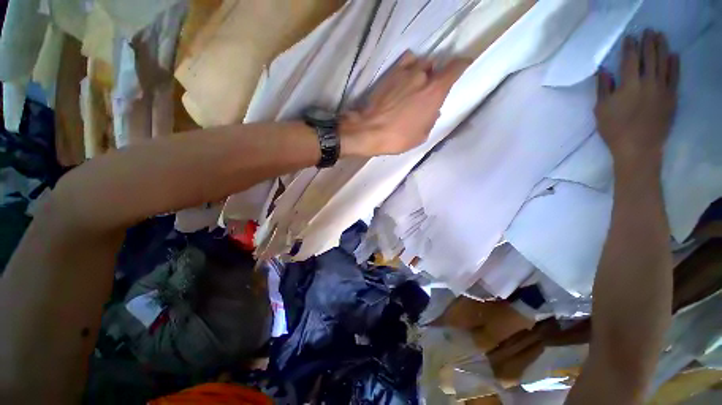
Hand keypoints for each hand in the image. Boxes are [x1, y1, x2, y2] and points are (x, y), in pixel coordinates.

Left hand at [340, 52, 469, 156]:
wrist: (370, 130)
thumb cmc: (398, 137)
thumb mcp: (422, 135)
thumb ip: (431, 118)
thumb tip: (434, 110)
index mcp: (435, 92)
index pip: (456, 68)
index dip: (463, 64)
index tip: (465, 65)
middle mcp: (423, 76)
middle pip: (436, 67)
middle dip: (435, 77)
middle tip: (429, 91)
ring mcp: (406, 72)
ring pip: (421, 63)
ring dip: (422, 72)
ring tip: (415, 85)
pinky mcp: (391, 73)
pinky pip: (407, 61)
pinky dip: (410, 66)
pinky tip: (405, 77)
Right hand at [595, 30, 679, 169]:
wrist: (638, 148)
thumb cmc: (615, 129)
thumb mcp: (601, 110)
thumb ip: (603, 88)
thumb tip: (604, 70)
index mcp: (629, 84)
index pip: (631, 59)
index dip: (630, 47)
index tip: (630, 38)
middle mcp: (648, 82)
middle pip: (650, 57)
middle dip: (648, 42)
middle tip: (648, 31)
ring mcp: (663, 88)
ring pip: (664, 62)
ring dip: (662, 47)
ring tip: (660, 36)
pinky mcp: (671, 97)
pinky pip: (675, 76)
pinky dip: (674, 64)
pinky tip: (673, 55)